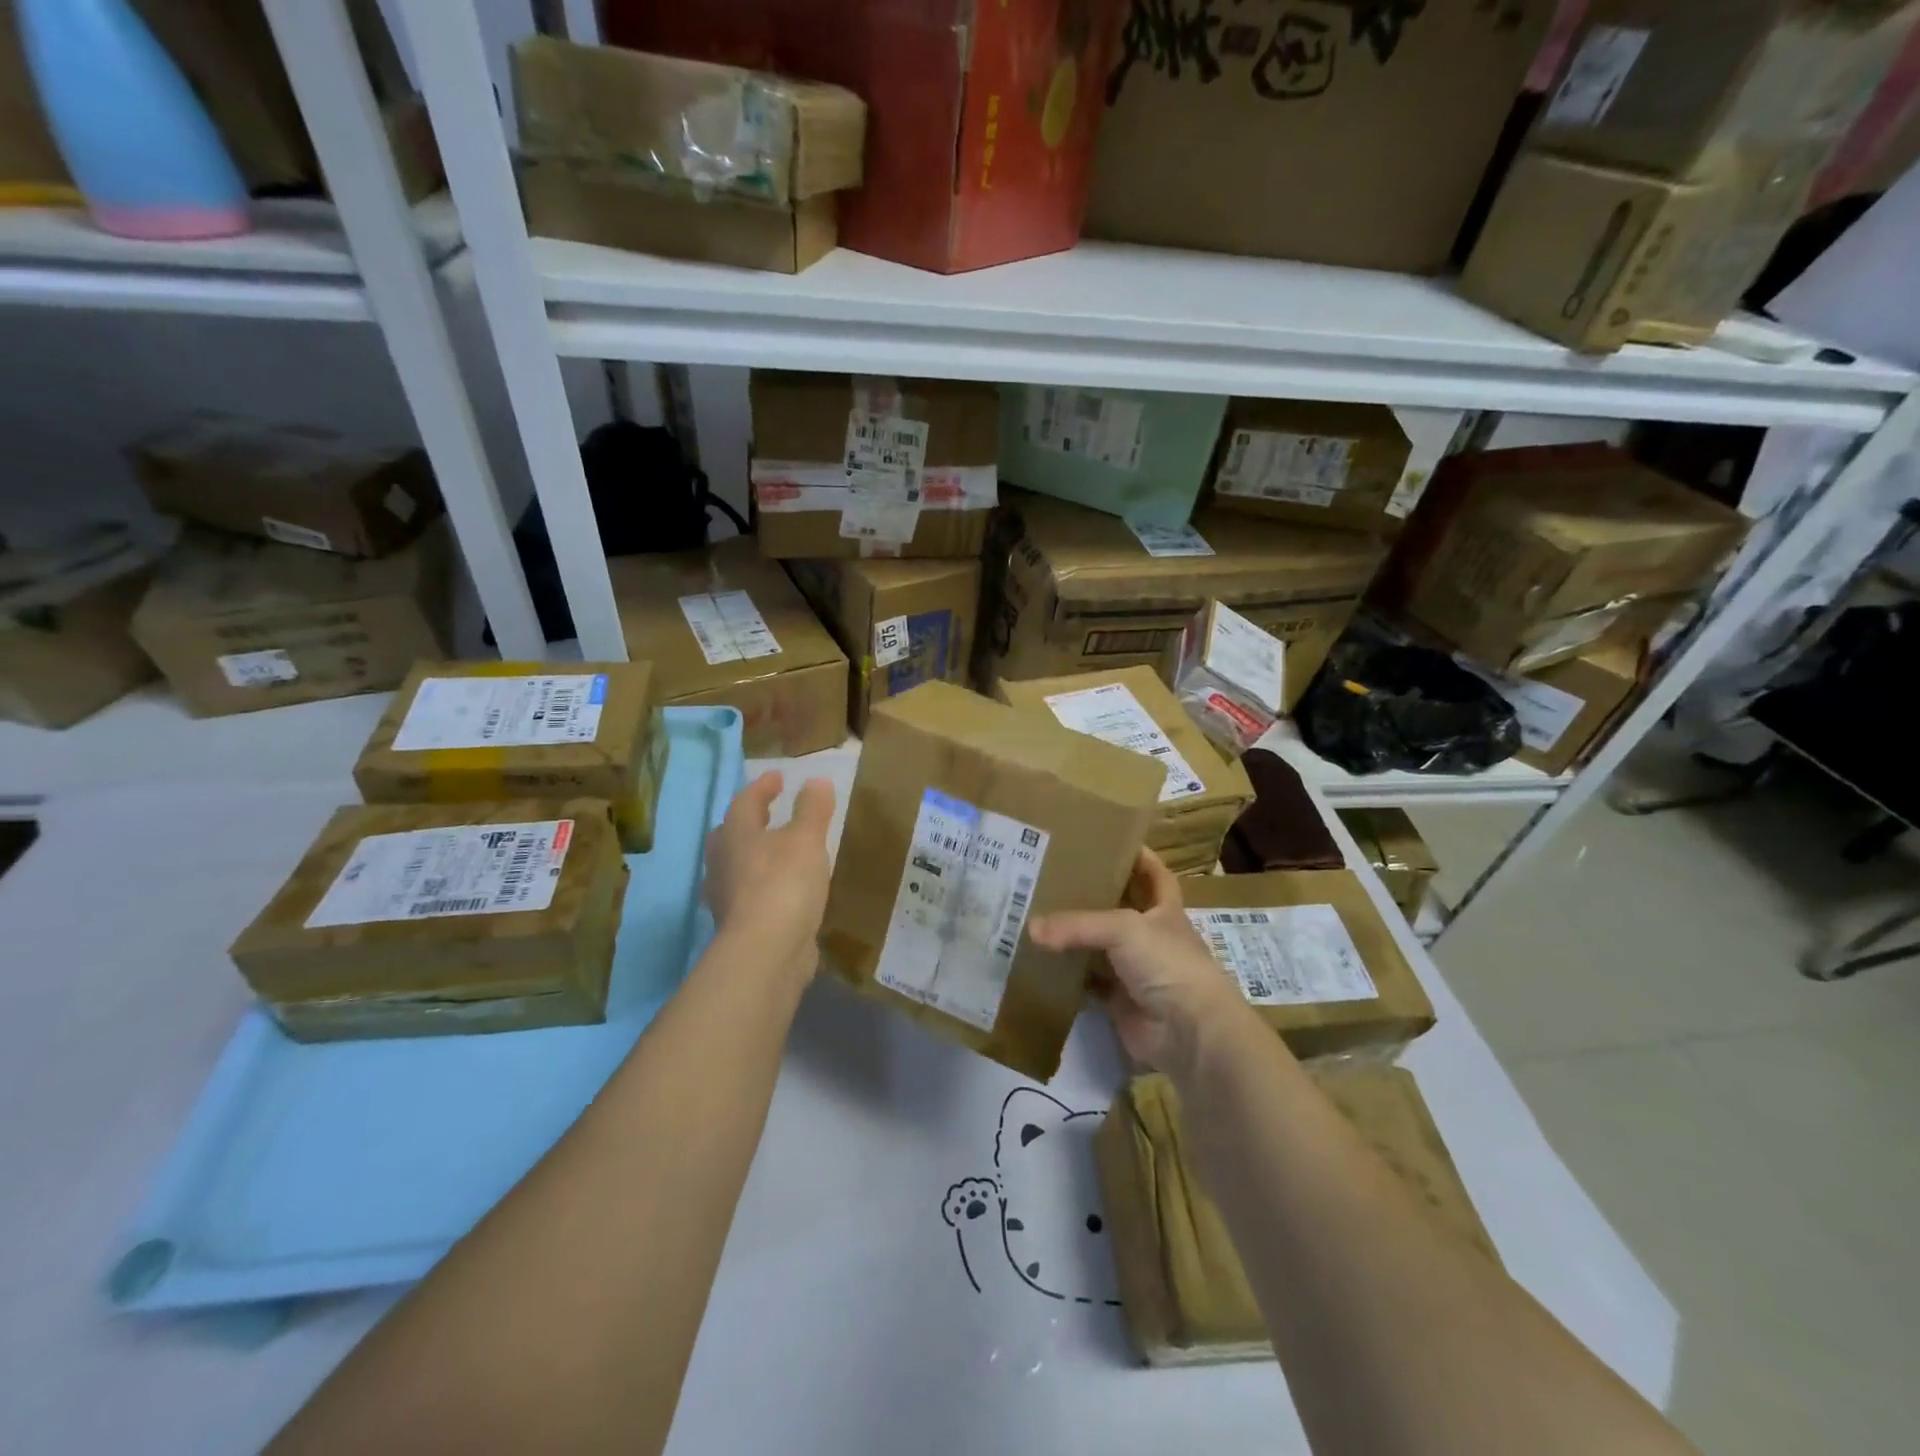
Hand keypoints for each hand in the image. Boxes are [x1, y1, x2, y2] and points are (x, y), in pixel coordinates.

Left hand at [704, 771, 835, 984]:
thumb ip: (812, 809)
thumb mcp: (806, 839)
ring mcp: (725, 897)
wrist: (766, 952)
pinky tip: (782, 892)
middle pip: (730, 835)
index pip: (745, 802)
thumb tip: (816, 781)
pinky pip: (747, 895)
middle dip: (749, 822)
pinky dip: (762, 886)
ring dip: (753, 856)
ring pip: (735, 867)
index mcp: (735, 835)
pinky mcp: (738, 926)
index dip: (762, 787)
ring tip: (776, 852)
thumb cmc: (784, 883)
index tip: (778, 777)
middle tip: (767, 813)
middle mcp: (722, 863)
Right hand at [1028, 848, 1247, 1075]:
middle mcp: (1149, 936)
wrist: (1188, 1032)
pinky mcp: (1117, 1000)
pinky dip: (1066, 975)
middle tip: (1053, 875)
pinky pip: (1086, 982)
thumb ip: (1077, 925)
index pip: (1154, 874)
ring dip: (1074, 936)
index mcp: (1164, 909)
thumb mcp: (1123, 929)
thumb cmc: (1166, 963)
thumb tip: (1031, 929)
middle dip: (1092, 894)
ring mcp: (1134, 970)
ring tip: (1035, 912)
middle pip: (1118, 908)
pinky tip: (1039, 961)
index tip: (1109, 838)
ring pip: (1098, 946)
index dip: (1138, 856)